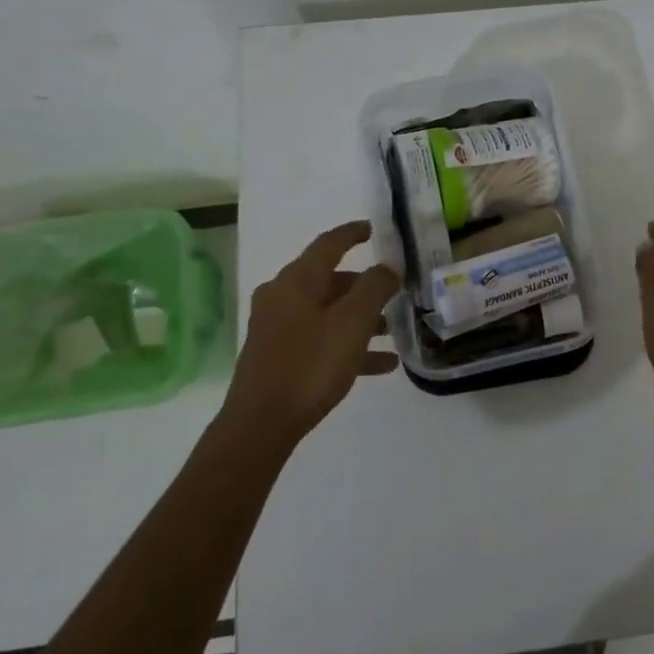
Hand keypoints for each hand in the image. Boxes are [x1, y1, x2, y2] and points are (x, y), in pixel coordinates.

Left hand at [222, 221, 400, 450]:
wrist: (260, 425)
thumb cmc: (309, 365)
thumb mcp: (352, 323)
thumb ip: (374, 288)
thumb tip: (388, 266)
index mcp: (296, 281)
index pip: (328, 244)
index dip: (352, 234)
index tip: (373, 229)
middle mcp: (282, 297)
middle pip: (329, 280)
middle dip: (363, 285)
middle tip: (392, 292)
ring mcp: (277, 328)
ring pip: (327, 312)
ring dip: (360, 318)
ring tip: (391, 332)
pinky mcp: (278, 356)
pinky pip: (320, 339)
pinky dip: (348, 344)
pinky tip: (380, 365)